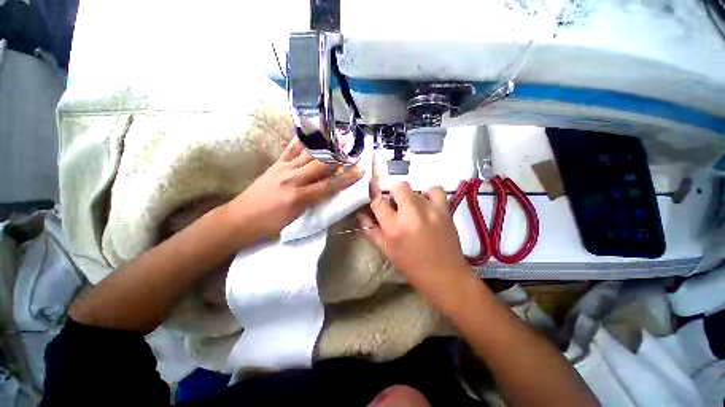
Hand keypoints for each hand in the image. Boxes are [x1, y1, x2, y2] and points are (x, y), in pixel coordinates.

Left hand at [227, 139, 362, 238]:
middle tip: (351, 148)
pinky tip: (309, 134)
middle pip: (321, 166)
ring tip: (336, 138)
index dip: (347, 178)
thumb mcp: (296, 218)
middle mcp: (293, 179)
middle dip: (338, 158)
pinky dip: (301, 142)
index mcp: (300, 196)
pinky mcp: (275, 165)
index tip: (360, 171)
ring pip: (308, 155)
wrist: (241, 218)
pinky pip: (290, 150)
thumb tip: (328, 190)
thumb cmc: (271, 224)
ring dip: (325, 147)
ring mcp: (283, 169)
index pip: (329, 185)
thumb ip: (314, 202)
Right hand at [359, 182, 473, 310]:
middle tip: (397, 207)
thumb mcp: (387, 251)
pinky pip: (435, 190)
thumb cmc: (412, 266)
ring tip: (413, 209)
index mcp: (394, 228)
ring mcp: (429, 210)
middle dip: (394, 195)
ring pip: (414, 189)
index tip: (377, 202)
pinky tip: (427, 204)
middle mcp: (411, 214)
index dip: (375, 200)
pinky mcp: (445, 210)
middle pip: (398, 187)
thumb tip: (362, 216)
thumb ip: (372, 231)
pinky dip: (429, 194)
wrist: (445, 276)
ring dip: (410, 197)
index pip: (378, 202)